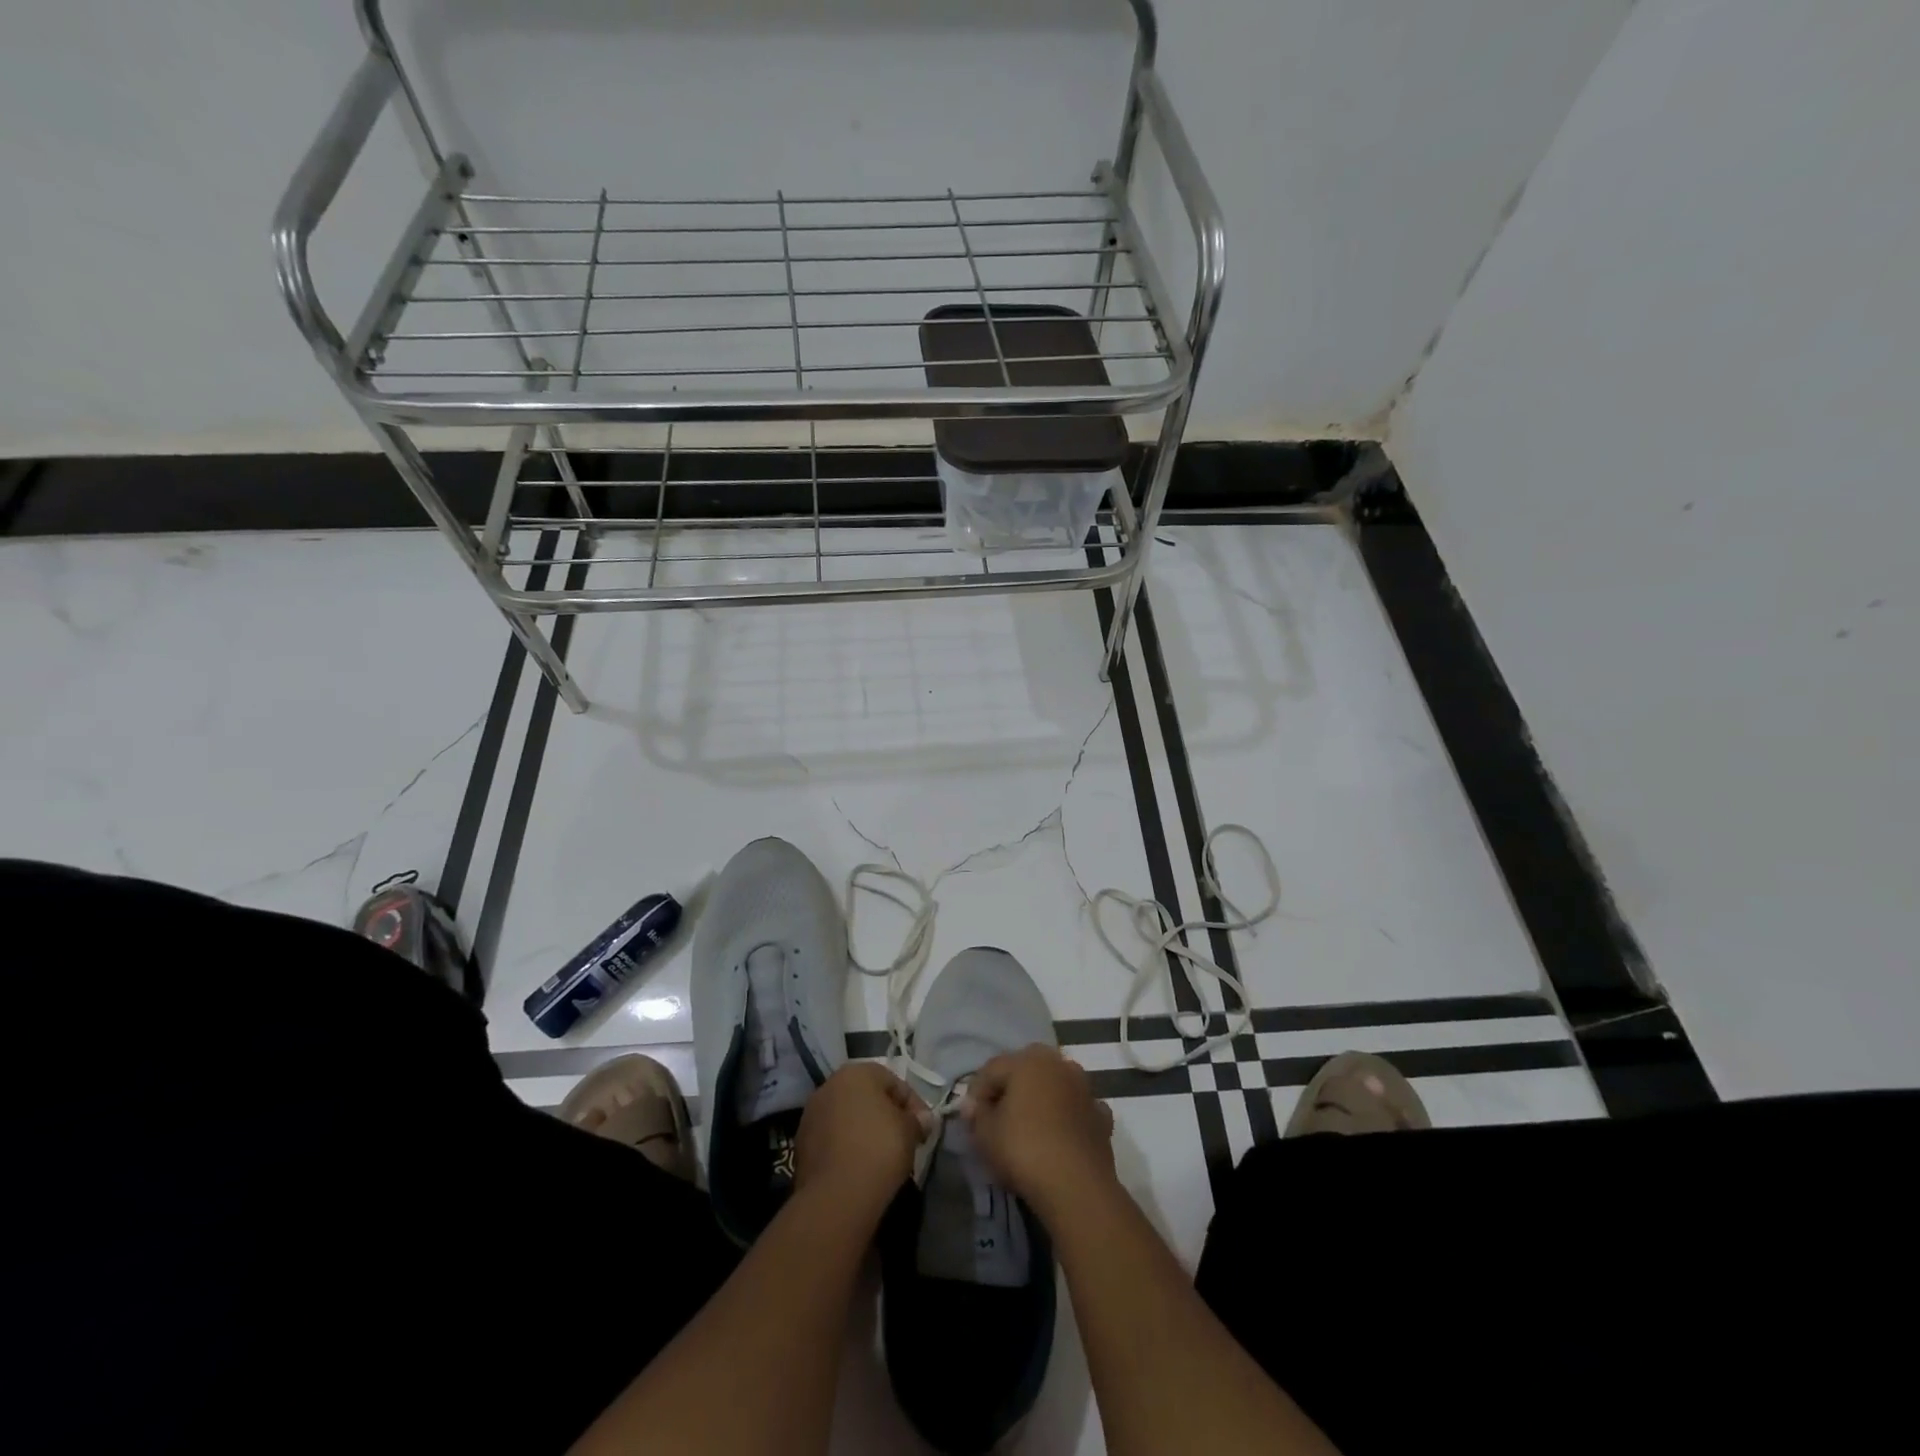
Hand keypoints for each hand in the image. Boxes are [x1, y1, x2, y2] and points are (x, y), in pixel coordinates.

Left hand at [794, 1063, 931, 1222]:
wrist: (836, 1196)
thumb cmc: (879, 1149)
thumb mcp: (909, 1131)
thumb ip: (917, 1120)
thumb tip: (923, 1119)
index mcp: (856, 1072)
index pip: (893, 1081)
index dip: (913, 1104)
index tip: (924, 1128)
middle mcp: (829, 1086)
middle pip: (866, 1097)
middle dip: (886, 1115)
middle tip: (904, 1139)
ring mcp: (811, 1115)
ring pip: (847, 1118)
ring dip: (864, 1130)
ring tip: (882, 1156)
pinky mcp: (801, 1145)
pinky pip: (832, 1139)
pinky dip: (847, 1147)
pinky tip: (860, 1167)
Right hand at [961, 1044, 1116, 1220]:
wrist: (1077, 1187)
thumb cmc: (1024, 1150)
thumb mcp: (985, 1134)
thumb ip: (976, 1114)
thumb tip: (974, 1106)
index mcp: (1028, 1060)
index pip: (992, 1069)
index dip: (977, 1093)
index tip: (971, 1120)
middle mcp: (1060, 1064)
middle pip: (1025, 1072)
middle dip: (1010, 1091)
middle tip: (997, 1119)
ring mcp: (1085, 1089)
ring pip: (1054, 1087)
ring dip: (1041, 1101)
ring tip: (1028, 1129)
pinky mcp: (1101, 1116)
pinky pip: (1077, 1110)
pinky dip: (1067, 1118)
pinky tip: (1059, 1138)